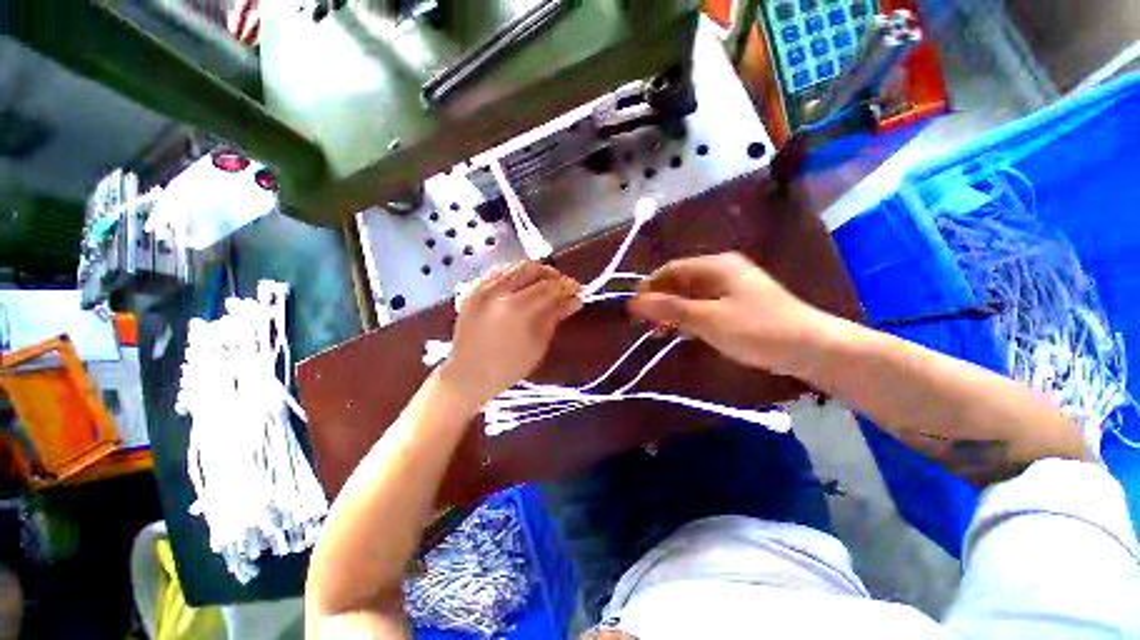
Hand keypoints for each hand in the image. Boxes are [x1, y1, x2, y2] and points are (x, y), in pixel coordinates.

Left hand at [440, 262, 581, 407]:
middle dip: (551, 274)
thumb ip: (555, 316)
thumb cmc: (508, 367)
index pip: (549, 287)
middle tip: (561, 286)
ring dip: (533, 272)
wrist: (468, 375)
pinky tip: (522, 285)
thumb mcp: (537, 344)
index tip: (578, 289)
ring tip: (543, 285)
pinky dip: (515, 274)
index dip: (567, 285)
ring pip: (514, 266)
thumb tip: (575, 300)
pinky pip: (498, 272)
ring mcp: (482, 288)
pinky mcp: (472, 290)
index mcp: (516, 309)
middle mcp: (498, 291)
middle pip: (532, 268)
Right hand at [626, 252, 830, 375]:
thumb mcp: (708, 319)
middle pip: (680, 282)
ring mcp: (732, 288)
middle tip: (644, 324)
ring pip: (691, 296)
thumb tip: (634, 303)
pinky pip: (705, 306)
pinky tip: (683, 333)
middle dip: (660, 301)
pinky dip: (690, 318)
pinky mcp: (739, 305)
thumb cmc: (757, 329)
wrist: (811, 348)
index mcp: (716, 266)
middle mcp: (723, 271)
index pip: (670, 270)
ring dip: (673, 311)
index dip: (648, 287)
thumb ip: (670, 309)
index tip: (633, 309)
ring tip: (659, 332)